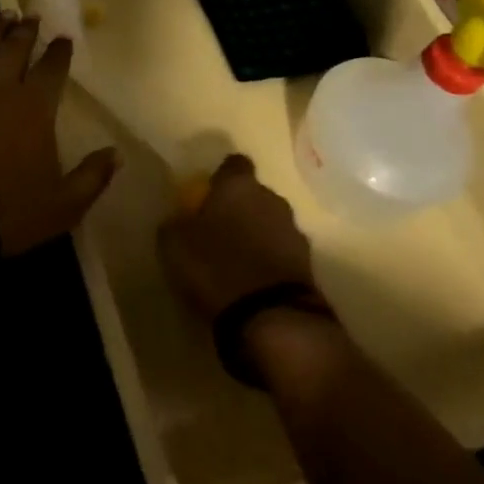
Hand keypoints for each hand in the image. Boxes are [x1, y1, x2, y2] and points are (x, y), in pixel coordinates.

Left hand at [0, 14, 118, 256]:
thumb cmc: (8, 210)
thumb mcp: (63, 205)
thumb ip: (93, 177)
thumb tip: (117, 153)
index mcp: (35, 107)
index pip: (52, 68)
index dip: (59, 51)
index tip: (64, 37)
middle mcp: (1, 88)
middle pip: (16, 49)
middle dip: (27, 30)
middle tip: (32, 14)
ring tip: (6, 14)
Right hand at [157, 155, 322, 321]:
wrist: (272, 318)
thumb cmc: (216, 267)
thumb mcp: (174, 244)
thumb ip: (176, 223)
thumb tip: (180, 219)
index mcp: (238, 185)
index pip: (234, 164)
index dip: (221, 177)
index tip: (209, 194)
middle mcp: (271, 199)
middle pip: (254, 195)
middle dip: (241, 208)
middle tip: (219, 230)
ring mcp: (294, 232)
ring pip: (271, 223)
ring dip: (258, 236)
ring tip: (238, 260)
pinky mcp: (308, 266)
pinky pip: (283, 253)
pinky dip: (270, 262)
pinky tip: (254, 281)